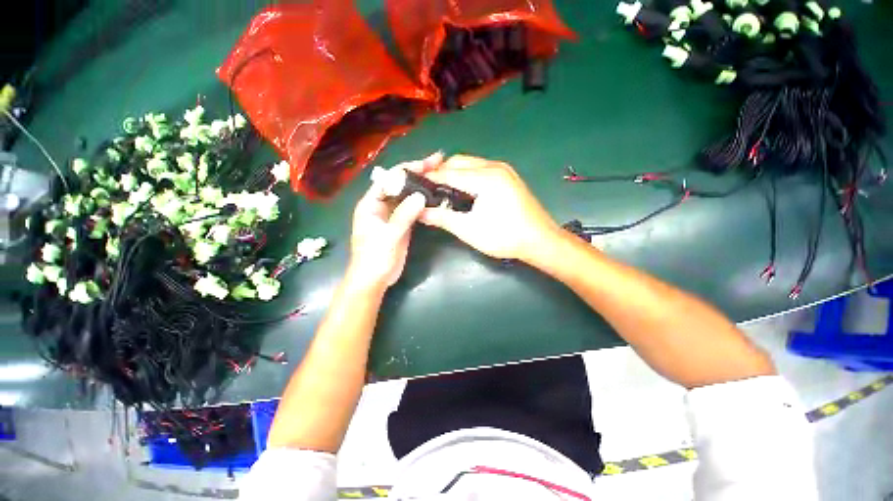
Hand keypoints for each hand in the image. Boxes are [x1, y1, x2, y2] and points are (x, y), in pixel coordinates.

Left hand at [346, 152, 443, 291]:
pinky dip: (423, 203)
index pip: (390, 179)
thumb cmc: (374, 258)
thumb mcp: (388, 236)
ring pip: (408, 196)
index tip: (429, 162)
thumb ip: (403, 216)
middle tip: (439, 163)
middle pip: (400, 184)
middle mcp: (381, 205)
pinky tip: (435, 197)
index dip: (409, 169)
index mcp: (371, 203)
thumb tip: (421, 196)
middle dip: (418, 174)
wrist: (374, 280)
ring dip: (422, 187)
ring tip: (441, 177)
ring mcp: (392, 215)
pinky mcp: (401, 224)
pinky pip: (412, 209)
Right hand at [419, 155, 560, 262]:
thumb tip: (419, 212)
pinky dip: (467, 176)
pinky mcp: (508, 177)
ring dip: (454, 173)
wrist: (540, 241)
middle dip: (441, 172)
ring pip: (470, 164)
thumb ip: (442, 218)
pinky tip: (463, 191)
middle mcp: (494, 167)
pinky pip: (481, 169)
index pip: (449, 173)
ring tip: (442, 191)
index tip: (413, 184)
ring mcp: (504, 170)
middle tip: (427, 189)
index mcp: (485, 178)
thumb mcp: (469, 229)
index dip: (429, 178)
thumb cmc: (504, 237)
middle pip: (459, 162)